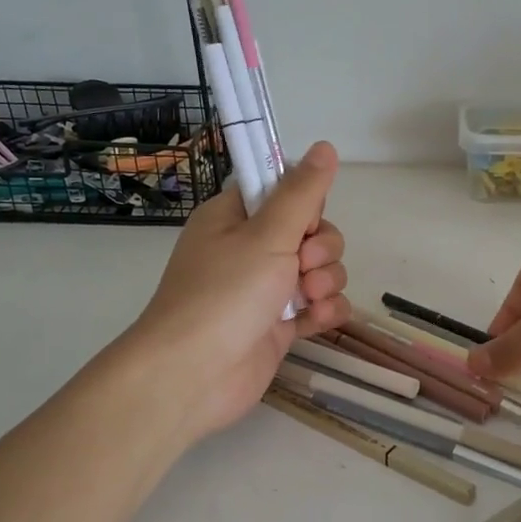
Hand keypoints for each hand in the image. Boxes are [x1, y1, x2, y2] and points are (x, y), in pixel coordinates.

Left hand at [124, 142, 350, 439]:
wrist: (193, 375)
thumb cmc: (224, 294)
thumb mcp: (267, 234)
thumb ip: (302, 193)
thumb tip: (326, 146)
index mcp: (235, 218)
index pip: (283, 191)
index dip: (304, 203)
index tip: (304, 219)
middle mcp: (250, 249)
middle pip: (311, 232)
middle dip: (322, 248)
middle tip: (303, 265)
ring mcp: (266, 289)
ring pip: (320, 269)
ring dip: (326, 281)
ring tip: (309, 299)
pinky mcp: (280, 324)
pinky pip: (319, 305)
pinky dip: (324, 311)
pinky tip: (317, 320)